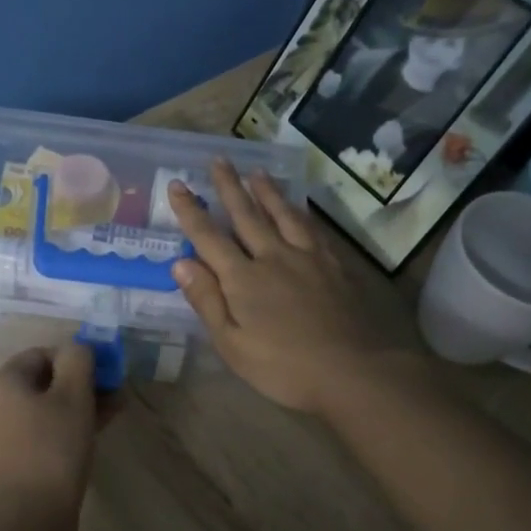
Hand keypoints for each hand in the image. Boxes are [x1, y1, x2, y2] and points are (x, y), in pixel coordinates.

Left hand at [0, 342, 101, 530]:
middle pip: (42, 383)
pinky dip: (64, 431)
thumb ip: (78, 360)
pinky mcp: (8, 465)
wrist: (29, 518)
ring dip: (77, 408)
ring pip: (43, 411)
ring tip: (112, 414)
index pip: (42, 354)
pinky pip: (39, 436)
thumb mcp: (73, 395)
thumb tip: (78, 347)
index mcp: (1, 382)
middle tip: (114, 394)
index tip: (104, 374)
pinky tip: (92, 437)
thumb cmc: (52, 447)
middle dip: (80, 385)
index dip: (76, 359)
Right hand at [166, 161, 420, 415]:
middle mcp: (272, 257)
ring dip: (266, 192)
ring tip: (257, 172)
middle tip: (218, 160)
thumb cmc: (284, 367)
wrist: (353, 370)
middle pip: (246, 216)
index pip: (209, 238)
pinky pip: (312, 228)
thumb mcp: (232, 344)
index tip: (178, 185)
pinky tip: (298, 207)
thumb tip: (180, 262)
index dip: (191, 212)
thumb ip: (207, 301)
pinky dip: (300, 212)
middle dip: (229, 187)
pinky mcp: (333, 265)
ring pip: (282, 215)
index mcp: (242, 279)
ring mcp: (306, 257)